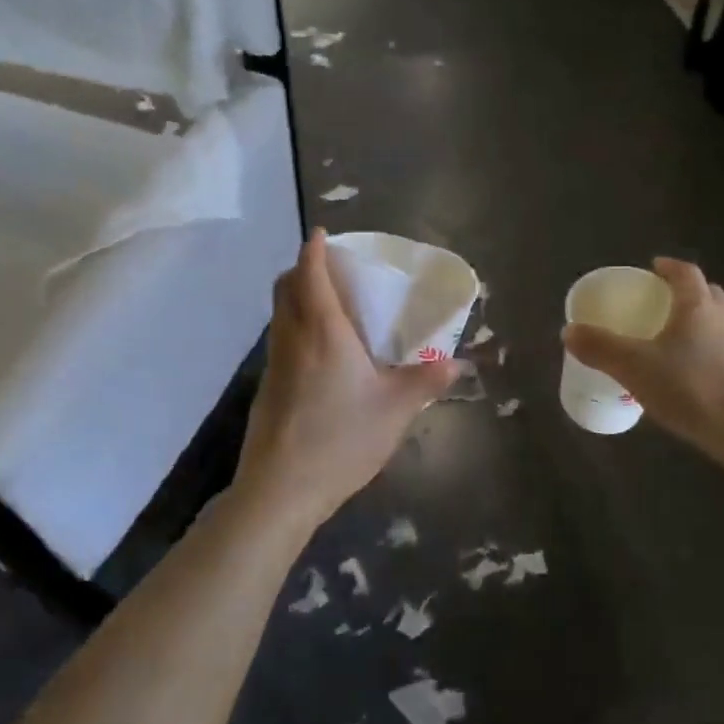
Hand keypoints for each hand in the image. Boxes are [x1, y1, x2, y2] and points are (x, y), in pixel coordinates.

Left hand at [234, 230, 458, 531]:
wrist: (280, 489)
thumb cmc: (341, 438)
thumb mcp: (395, 410)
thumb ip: (426, 381)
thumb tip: (456, 363)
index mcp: (322, 331)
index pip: (310, 273)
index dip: (314, 249)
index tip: (323, 234)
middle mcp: (291, 338)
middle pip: (284, 287)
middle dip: (302, 270)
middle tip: (332, 271)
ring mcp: (274, 364)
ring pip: (279, 315)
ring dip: (297, 299)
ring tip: (332, 311)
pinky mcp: (267, 388)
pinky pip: (280, 341)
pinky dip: (296, 329)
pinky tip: (322, 357)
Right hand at [563, 257, 723, 471]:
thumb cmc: (691, 388)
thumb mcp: (634, 368)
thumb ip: (601, 348)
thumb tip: (568, 331)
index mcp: (698, 306)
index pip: (686, 273)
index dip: (669, 267)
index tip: (654, 267)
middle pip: (708, 295)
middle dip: (686, 295)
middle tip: (662, 305)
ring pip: (720, 325)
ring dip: (700, 326)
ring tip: (675, 344)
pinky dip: (710, 355)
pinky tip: (695, 378)